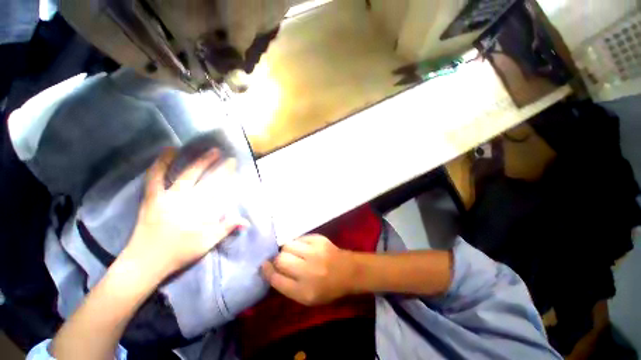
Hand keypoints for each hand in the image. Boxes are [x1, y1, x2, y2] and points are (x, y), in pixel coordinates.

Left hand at [124, 148, 247, 279]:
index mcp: (202, 211)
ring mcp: (168, 197)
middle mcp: (188, 200)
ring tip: (207, 150)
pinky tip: (169, 151)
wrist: (145, 262)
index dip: (227, 174)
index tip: (233, 163)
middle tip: (224, 154)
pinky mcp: (152, 198)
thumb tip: (246, 221)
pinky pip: (155, 177)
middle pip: (207, 179)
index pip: (220, 188)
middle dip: (217, 165)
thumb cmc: (179, 253)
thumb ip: (227, 228)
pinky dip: (161, 163)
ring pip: (187, 175)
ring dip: (199, 162)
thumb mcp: (208, 243)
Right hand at [262, 235, 355, 305]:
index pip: (276, 279)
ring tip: (294, 253)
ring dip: (287, 250)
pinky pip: (299, 238)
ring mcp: (315, 252)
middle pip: (281, 259)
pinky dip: (298, 243)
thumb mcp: (307, 298)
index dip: (267, 271)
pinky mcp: (319, 239)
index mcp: (304, 292)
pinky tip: (304, 248)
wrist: (348, 271)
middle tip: (282, 261)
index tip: (264, 266)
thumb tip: (270, 270)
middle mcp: (308, 271)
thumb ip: (287, 287)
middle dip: (277, 260)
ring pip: (288, 245)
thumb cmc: (327, 288)